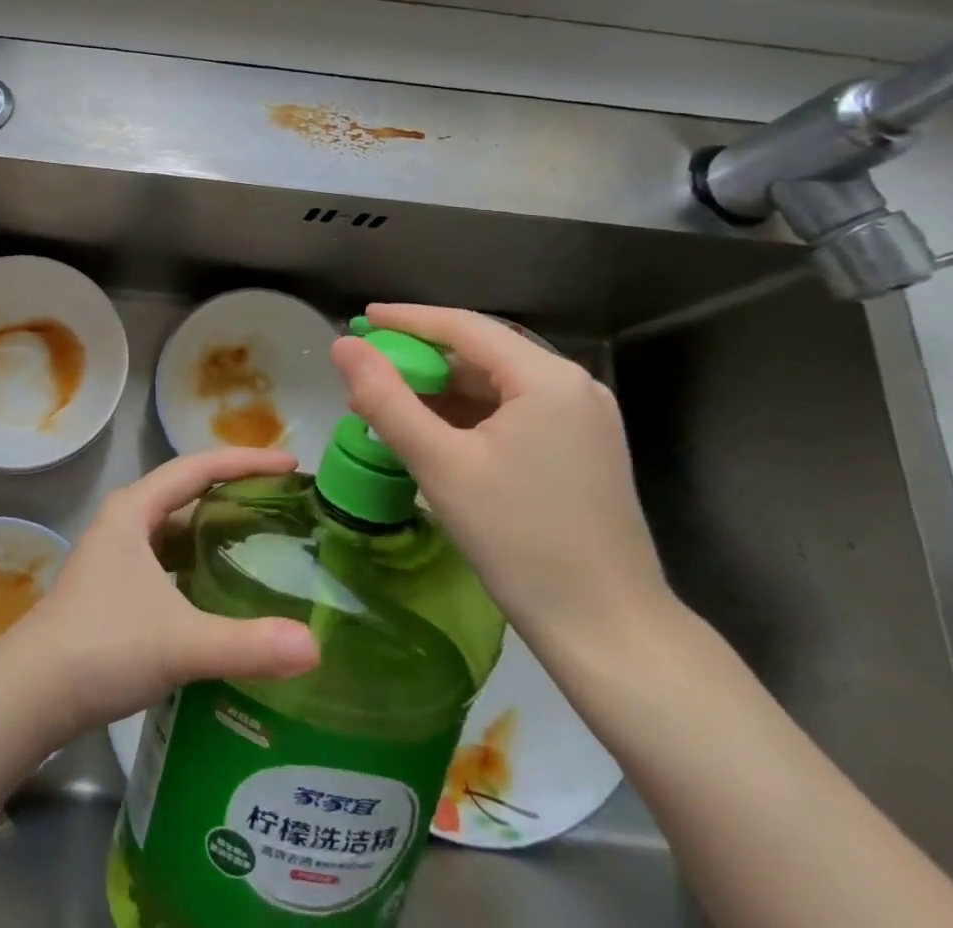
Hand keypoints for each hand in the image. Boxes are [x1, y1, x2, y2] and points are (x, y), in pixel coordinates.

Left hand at [6, 449, 319, 735]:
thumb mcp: (180, 643)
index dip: (247, 461)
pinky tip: (224, 584)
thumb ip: (247, 644)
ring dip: (217, 526)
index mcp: (135, 509)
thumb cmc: (103, 648)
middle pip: (189, 490)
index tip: (291, 464)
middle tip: (286, 500)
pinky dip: (200, 559)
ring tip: (265, 537)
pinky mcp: (116, 584)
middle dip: (236, 489)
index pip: (200, 467)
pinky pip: (169, 555)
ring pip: (177, 525)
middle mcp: (126, 519)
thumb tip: (314, 647)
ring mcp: (117, 552)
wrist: (31, 694)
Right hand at [329, 303, 672, 653]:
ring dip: (440, 392)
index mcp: (546, 378)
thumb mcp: (439, 464)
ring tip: (386, 407)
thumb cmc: (519, 542)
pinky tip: (430, 433)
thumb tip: (342, 346)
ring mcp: (582, 419)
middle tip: (365, 373)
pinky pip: (513, 414)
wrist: (610, 634)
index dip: (407, 320)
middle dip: (419, 362)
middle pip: (481, 354)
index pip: (463, 327)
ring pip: (495, 386)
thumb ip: (385, 398)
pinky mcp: (582, 450)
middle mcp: (572, 386)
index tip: (361, 319)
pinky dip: (468, 417)